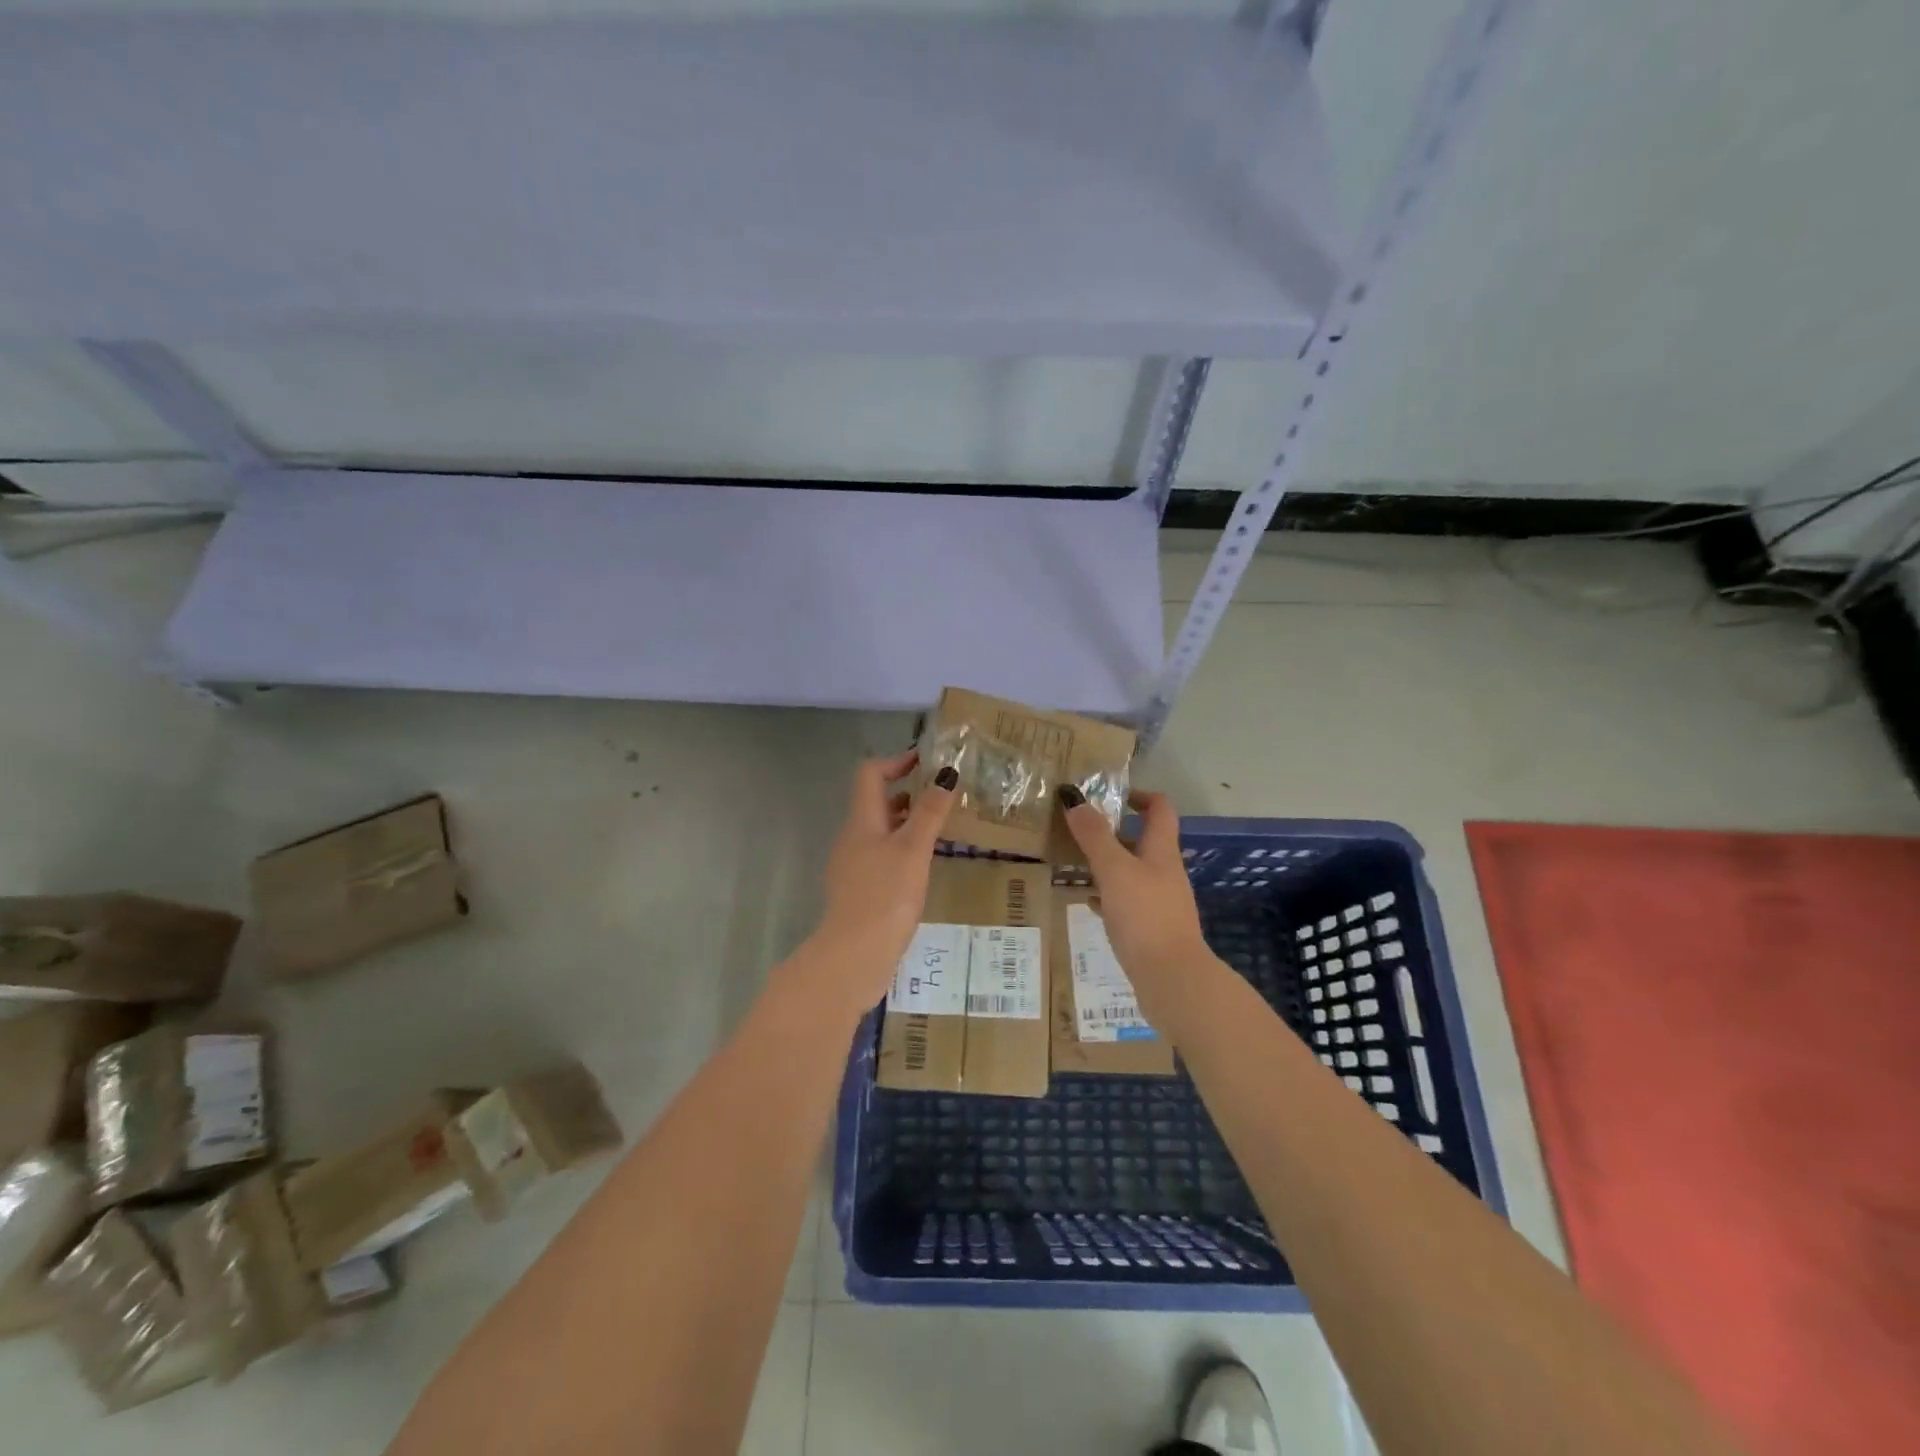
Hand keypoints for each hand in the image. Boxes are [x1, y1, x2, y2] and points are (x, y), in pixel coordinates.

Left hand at [804, 751, 957, 1014]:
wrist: (854, 956)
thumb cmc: (885, 896)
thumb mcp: (913, 849)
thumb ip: (929, 812)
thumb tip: (945, 774)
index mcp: (862, 821)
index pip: (870, 774)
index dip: (896, 761)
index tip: (926, 761)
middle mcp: (853, 838)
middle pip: (876, 802)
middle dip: (908, 793)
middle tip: (943, 795)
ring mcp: (853, 866)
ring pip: (881, 831)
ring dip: (907, 822)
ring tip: (942, 828)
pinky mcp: (860, 891)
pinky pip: (882, 857)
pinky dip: (903, 849)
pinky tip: (924, 866)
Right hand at [1058, 787, 1210, 1017]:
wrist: (1172, 979)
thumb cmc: (1145, 916)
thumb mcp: (1114, 870)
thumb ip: (1095, 836)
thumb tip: (1076, 800)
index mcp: (1161, 852)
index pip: (1160, 810)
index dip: (1140, 796)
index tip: (1111, 796)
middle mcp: (1165, 873)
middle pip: (1144, 841)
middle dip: (1115, 832)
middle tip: (1081, 830)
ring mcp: (1161, 902)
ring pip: (1133, 872)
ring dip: (1109, 863)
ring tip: (1078, 863)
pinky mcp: (1152, 929)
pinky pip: (1128, 902)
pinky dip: (1109, 896)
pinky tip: (1090, 903)